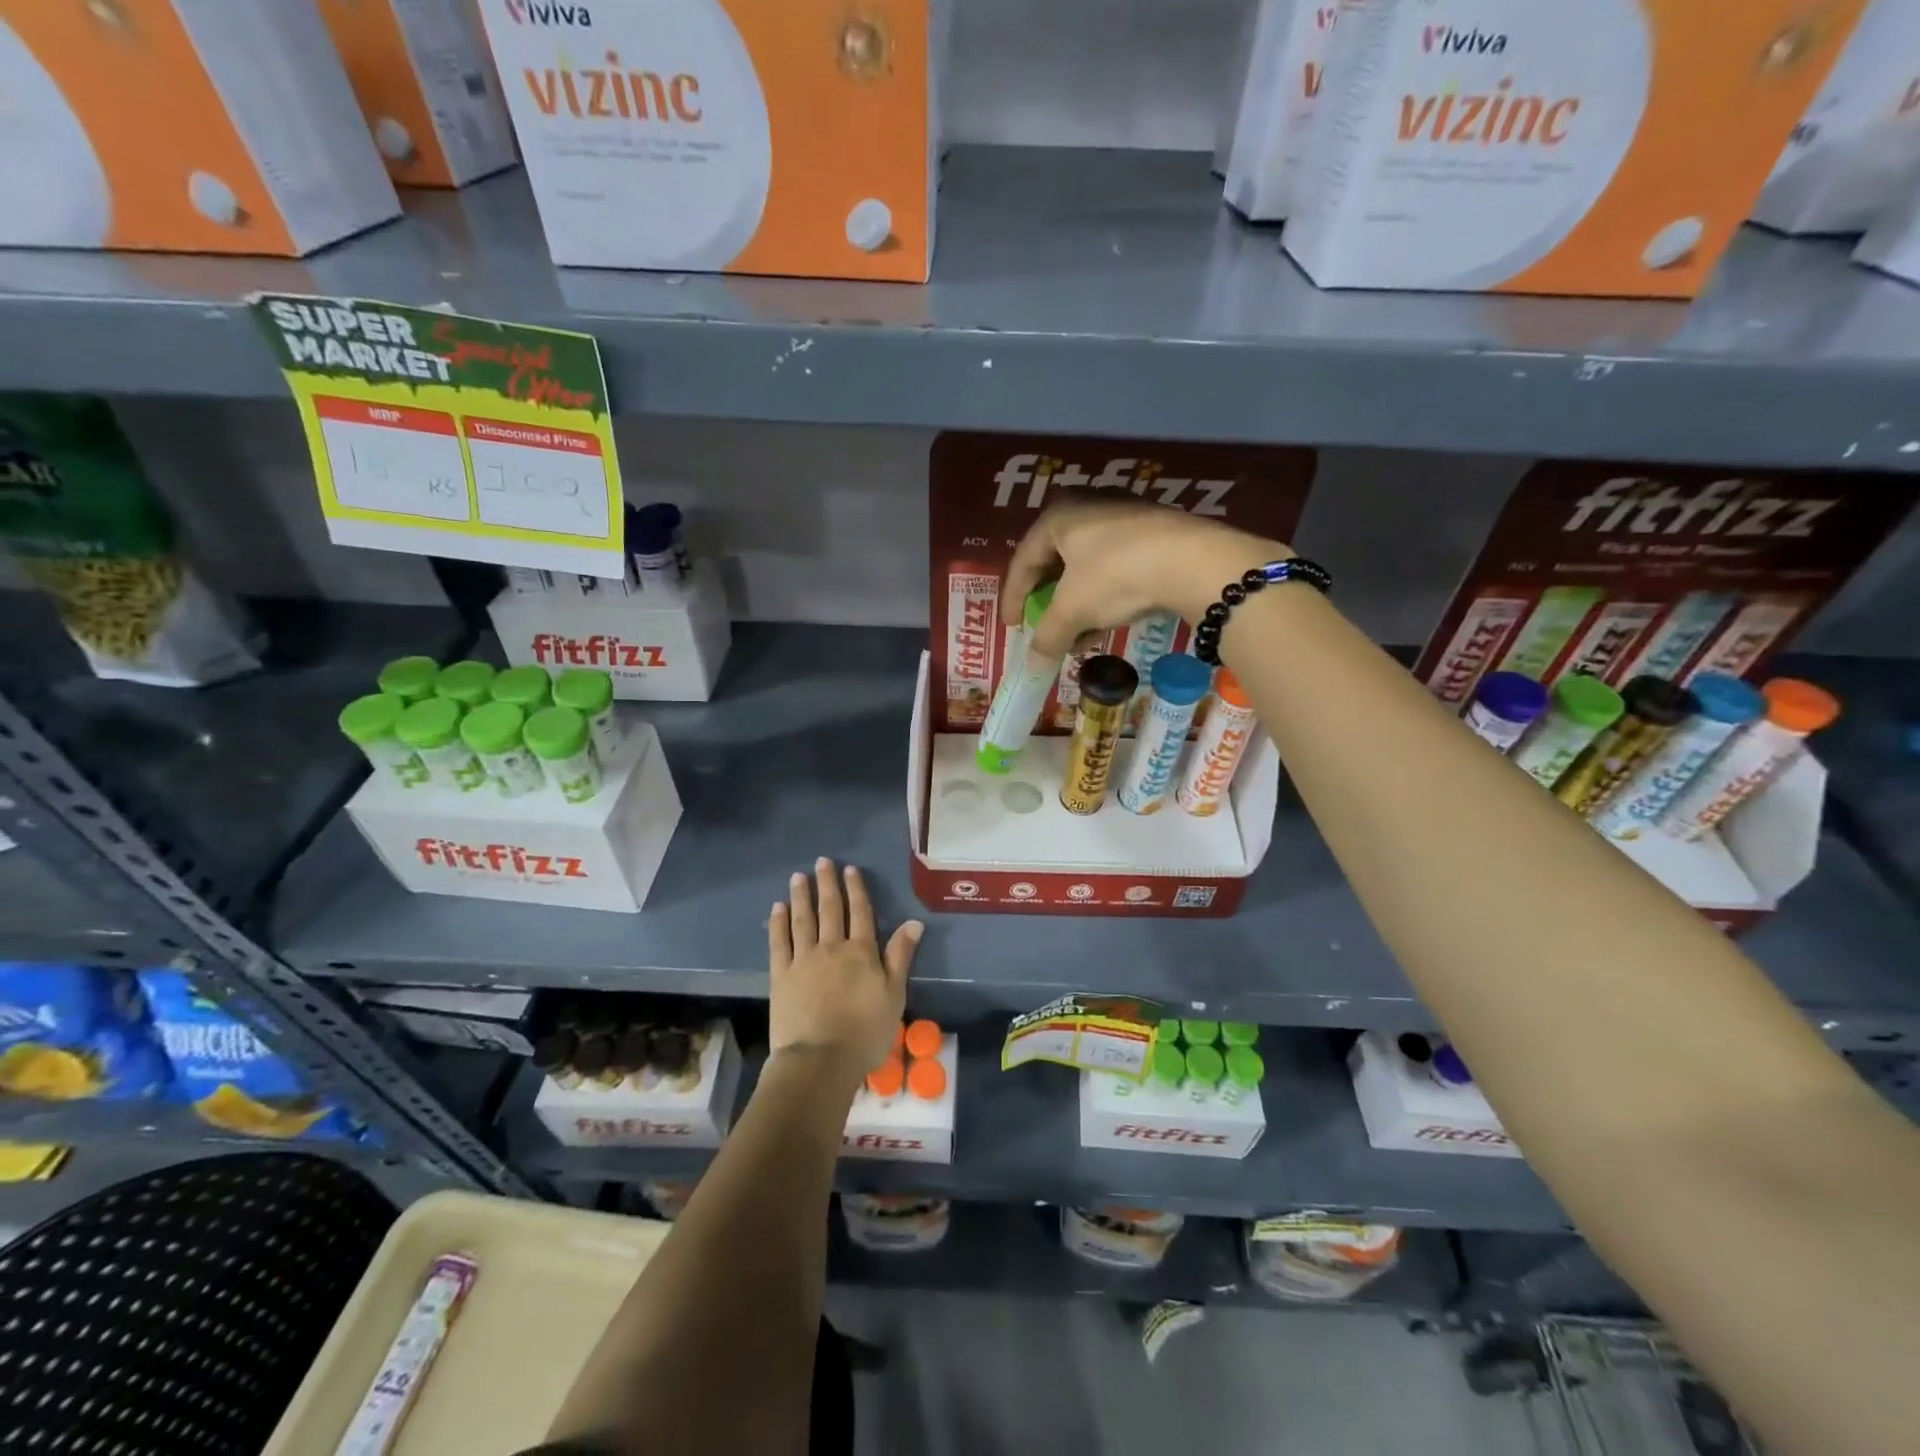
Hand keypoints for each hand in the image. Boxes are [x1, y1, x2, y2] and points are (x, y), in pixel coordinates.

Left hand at [768, 858, 921, 1088]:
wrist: (820, 1059)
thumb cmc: (865, 1032)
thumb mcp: (894, 995)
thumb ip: (900, 956)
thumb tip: (913, 922)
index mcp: (862, 952)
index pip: (860, 913)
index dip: (856, 889)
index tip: (849, 870)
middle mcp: (832, 947)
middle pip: (830, 910)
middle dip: (827, 884)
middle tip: (822, 861)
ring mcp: (804, 960)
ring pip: (803, 920)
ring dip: (801, 896)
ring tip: (799, 876)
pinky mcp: (781, 976)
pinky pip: (779, 942)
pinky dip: (778, 923)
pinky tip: (777, 908)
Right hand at [1003, 493, 1288, 657]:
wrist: (1194, 562)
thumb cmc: (1116, 576)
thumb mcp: (1073, 610)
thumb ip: (1047, 636)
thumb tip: (1032, 664)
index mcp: (1058, 517)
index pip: (1023, 561)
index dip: (1012, 599)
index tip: (1011, 628)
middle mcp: (1087, 508)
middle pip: (1054, 561)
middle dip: (1046, 600)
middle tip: (1040, 624)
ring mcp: (1123, 519)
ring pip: (1086, 568)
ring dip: (1076, 605)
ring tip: (1073, 637)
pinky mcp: (1153, 535)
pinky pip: (1113, 569)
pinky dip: (1102, 598)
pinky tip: (1104, 626)